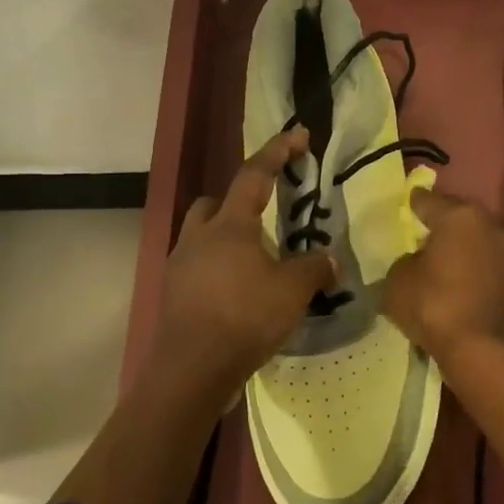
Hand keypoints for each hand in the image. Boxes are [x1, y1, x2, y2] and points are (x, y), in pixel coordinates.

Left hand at [149, 127, 337, 394]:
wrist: (192, 369)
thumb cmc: (244, 318)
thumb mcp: (292, 291)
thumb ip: (314, 268)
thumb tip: (329, 259)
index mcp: (230, 225)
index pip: (255, 175)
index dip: (278, 151)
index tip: (297, 134)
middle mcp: (199, 237)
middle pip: (215, 203)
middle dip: (239, 201)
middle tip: (266, 217)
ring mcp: (181, 266)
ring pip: (202, 235)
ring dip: (226, 238)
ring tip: (254, 261)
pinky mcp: (174, 294)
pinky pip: (198, 267)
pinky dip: (218, 270)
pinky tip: (238, 292)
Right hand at [382, 187, 503, 362]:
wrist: (480, 348)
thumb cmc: (433, 304)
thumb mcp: (398, 280)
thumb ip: (404, 260)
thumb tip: (416, 260)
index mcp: (459, 215)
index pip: (429, 200)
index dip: (414, 202)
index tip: (407, 202)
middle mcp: (488, 223)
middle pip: (458, 215)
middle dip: (441, 220)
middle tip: (422, 229)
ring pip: (475, 237)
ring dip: (459, 243)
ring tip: (438, 254)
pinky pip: (483, 260)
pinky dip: (470, 263)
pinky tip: (454, 274)